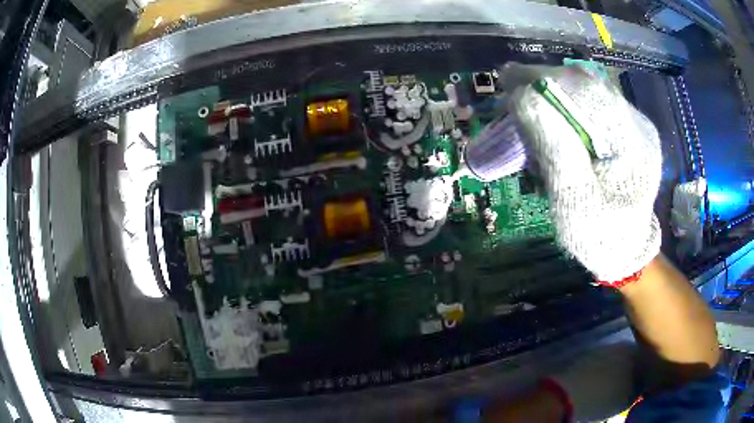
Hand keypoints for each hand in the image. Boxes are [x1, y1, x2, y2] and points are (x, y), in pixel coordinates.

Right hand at [501, 63, 661, 280]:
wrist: (626, 249)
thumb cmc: (600, 235)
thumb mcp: (575, 201)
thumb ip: (555, 149)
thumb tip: (524, 98)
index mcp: (631, 142)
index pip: (586, 91)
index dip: (544, 79)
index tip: (507, 80)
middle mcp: (636, 124)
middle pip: (587, 84)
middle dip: (546, 82)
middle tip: (512, 92)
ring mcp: (633, 124)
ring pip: (588, 89)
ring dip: (554, 90)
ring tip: (528, 103)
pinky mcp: (625, 129)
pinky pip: (592, 103)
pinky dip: (566, 103)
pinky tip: (553, 118)